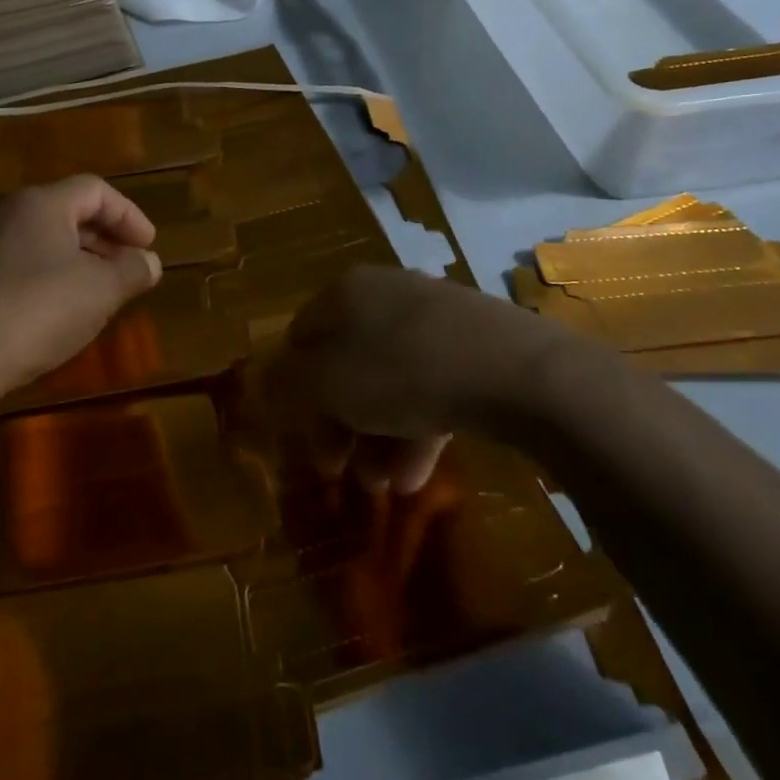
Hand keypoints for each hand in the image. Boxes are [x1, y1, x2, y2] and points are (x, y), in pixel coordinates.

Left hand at [0, 176, 162, 391]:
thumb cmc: (41, 309)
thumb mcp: (102, 290)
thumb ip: (133, 270)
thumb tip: (150, 262)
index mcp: (42, 202)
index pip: (95, 190)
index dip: (129, 215)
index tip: (148, 246)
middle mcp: (9, 212)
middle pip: (68, 211)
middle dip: (106, 238)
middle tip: (130, 267)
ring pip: (45, 239)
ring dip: (81, 260)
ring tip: (104, 291)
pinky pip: (24, 263)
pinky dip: (53, 276)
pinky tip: (65, 310)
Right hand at [268, 264, 570, 493]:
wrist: (514, 369)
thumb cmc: (402, 371)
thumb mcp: (327, 383)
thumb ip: (287, 383)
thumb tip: (265, 380)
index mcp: (344, 292)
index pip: (301, 338)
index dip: (296, 391)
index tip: (304, 437)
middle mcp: (385, 296)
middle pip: (346, 364)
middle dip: (341, 424)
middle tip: (341, 470)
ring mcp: (433, 318)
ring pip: (390, 382)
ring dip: (378, 437)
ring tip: (383, 487)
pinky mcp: (472, 345)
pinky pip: (431, 387)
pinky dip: (418, 429)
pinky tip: (416, 476)